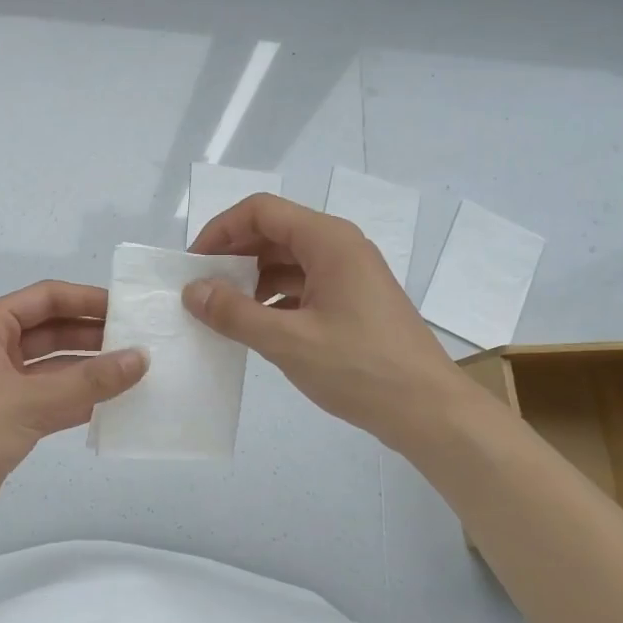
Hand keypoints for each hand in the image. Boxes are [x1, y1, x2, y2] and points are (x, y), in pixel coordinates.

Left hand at [0, 281, 146, 542]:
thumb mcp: (30, 401)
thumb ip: (89, 380)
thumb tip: (143, 357)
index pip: (46, 298)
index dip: (88, 299)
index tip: (129, 308)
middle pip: (52, 329)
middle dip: (94, 334)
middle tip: (142, 340)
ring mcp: (1, 383)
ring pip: (55, 366)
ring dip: (91, 369)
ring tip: (139, 371)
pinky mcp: (9, 417)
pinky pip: (52, 397)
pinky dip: (80, 398)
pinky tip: (116, 403)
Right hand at [185, 194, 470, 451]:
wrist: (429, 411)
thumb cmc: (360, 368)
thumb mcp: (288, 341)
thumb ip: (234, 313)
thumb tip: (193, 290)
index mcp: (328, 241)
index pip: (261, 211)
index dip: (221, 230)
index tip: (193, 264)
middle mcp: (340, 247)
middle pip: (274, 232)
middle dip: (233, 255)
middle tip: (200, 288)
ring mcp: (349, 274)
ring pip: (287, 260)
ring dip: (250, 278)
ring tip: (221, 310)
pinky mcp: (353, 301)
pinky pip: (303, 285)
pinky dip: (273, 298)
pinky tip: (255, 325)